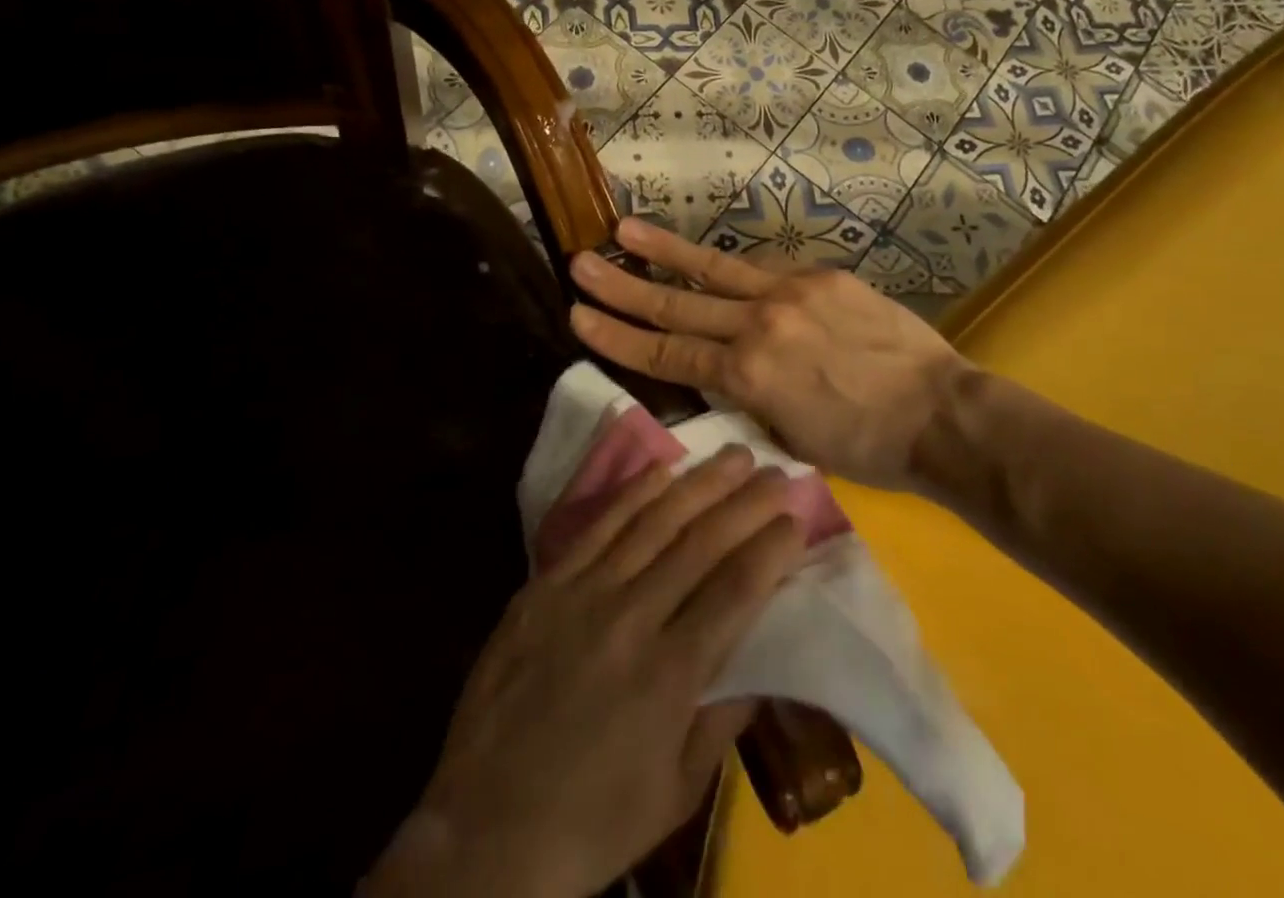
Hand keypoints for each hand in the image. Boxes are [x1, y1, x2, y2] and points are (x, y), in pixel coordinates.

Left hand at [363, 447, 804, 897]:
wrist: (485, 829)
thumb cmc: (592, 822)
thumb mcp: (677, 791)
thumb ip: (722, 718)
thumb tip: (761, 661)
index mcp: (671, 674)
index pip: (736, 589)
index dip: (771, 549)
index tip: (797, 519)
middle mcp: (632, 618)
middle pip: (701, 543)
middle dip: (747, 503)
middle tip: (777, 472)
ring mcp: (584, 593)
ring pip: (654, 521)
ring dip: (700, 483)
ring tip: (734, 454)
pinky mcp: (546, 584)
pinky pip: (599, 526)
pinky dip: (635, 493)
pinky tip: (663, 469)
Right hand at [567, 218, 975, 489]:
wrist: (940, 413)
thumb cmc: (865, 445)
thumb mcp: (788, 436)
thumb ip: (745, 397)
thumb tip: (720, 372)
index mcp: (748, 376)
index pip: (667, 352)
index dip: (617, 337)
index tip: (577, 316)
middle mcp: (759, 325)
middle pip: (676, 305)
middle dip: (622, 287)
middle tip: (579, 263)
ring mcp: (790, 293)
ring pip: (713, 270)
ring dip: (664, 251)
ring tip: (623, 231)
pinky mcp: (820, 276)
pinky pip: (763, 270)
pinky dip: (729, 267)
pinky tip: (704, 257)